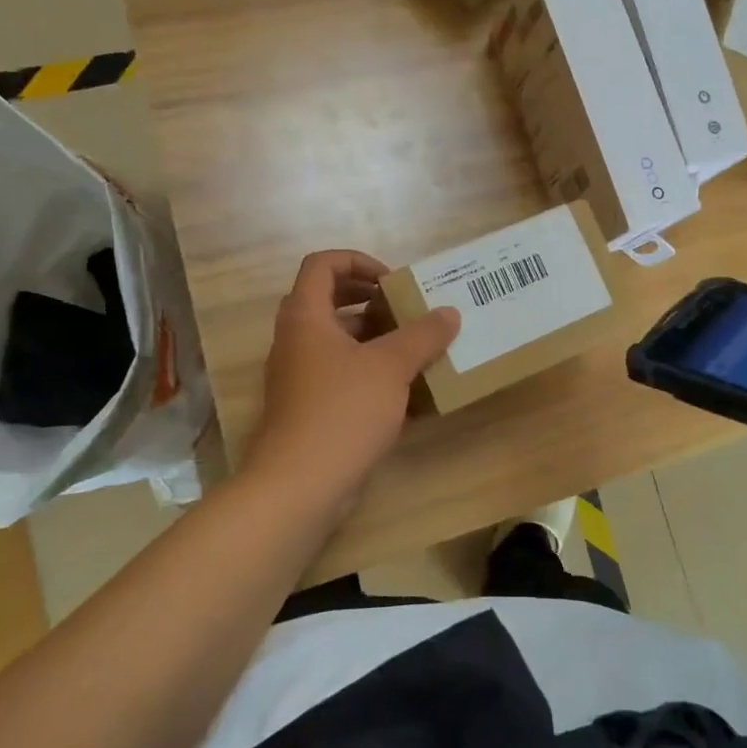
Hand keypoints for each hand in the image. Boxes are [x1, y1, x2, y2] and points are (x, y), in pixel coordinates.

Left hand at [244, 250, 460, 506]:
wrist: (299, 485)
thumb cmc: (342, 411)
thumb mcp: (391, 366)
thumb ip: (422, 335)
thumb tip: (449, 313)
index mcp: (306, 317)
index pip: (323, 264)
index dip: (359, 261)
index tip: (393, 282)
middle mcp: (297, 340)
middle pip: (331, 301)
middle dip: (373, 301)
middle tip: (408, 311)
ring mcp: (301, 377)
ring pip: (339, 342)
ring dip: (377, 339)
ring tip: (418, 349)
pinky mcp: (310, 408)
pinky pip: (342, 376)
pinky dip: (372, 374)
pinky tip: (408, 392)